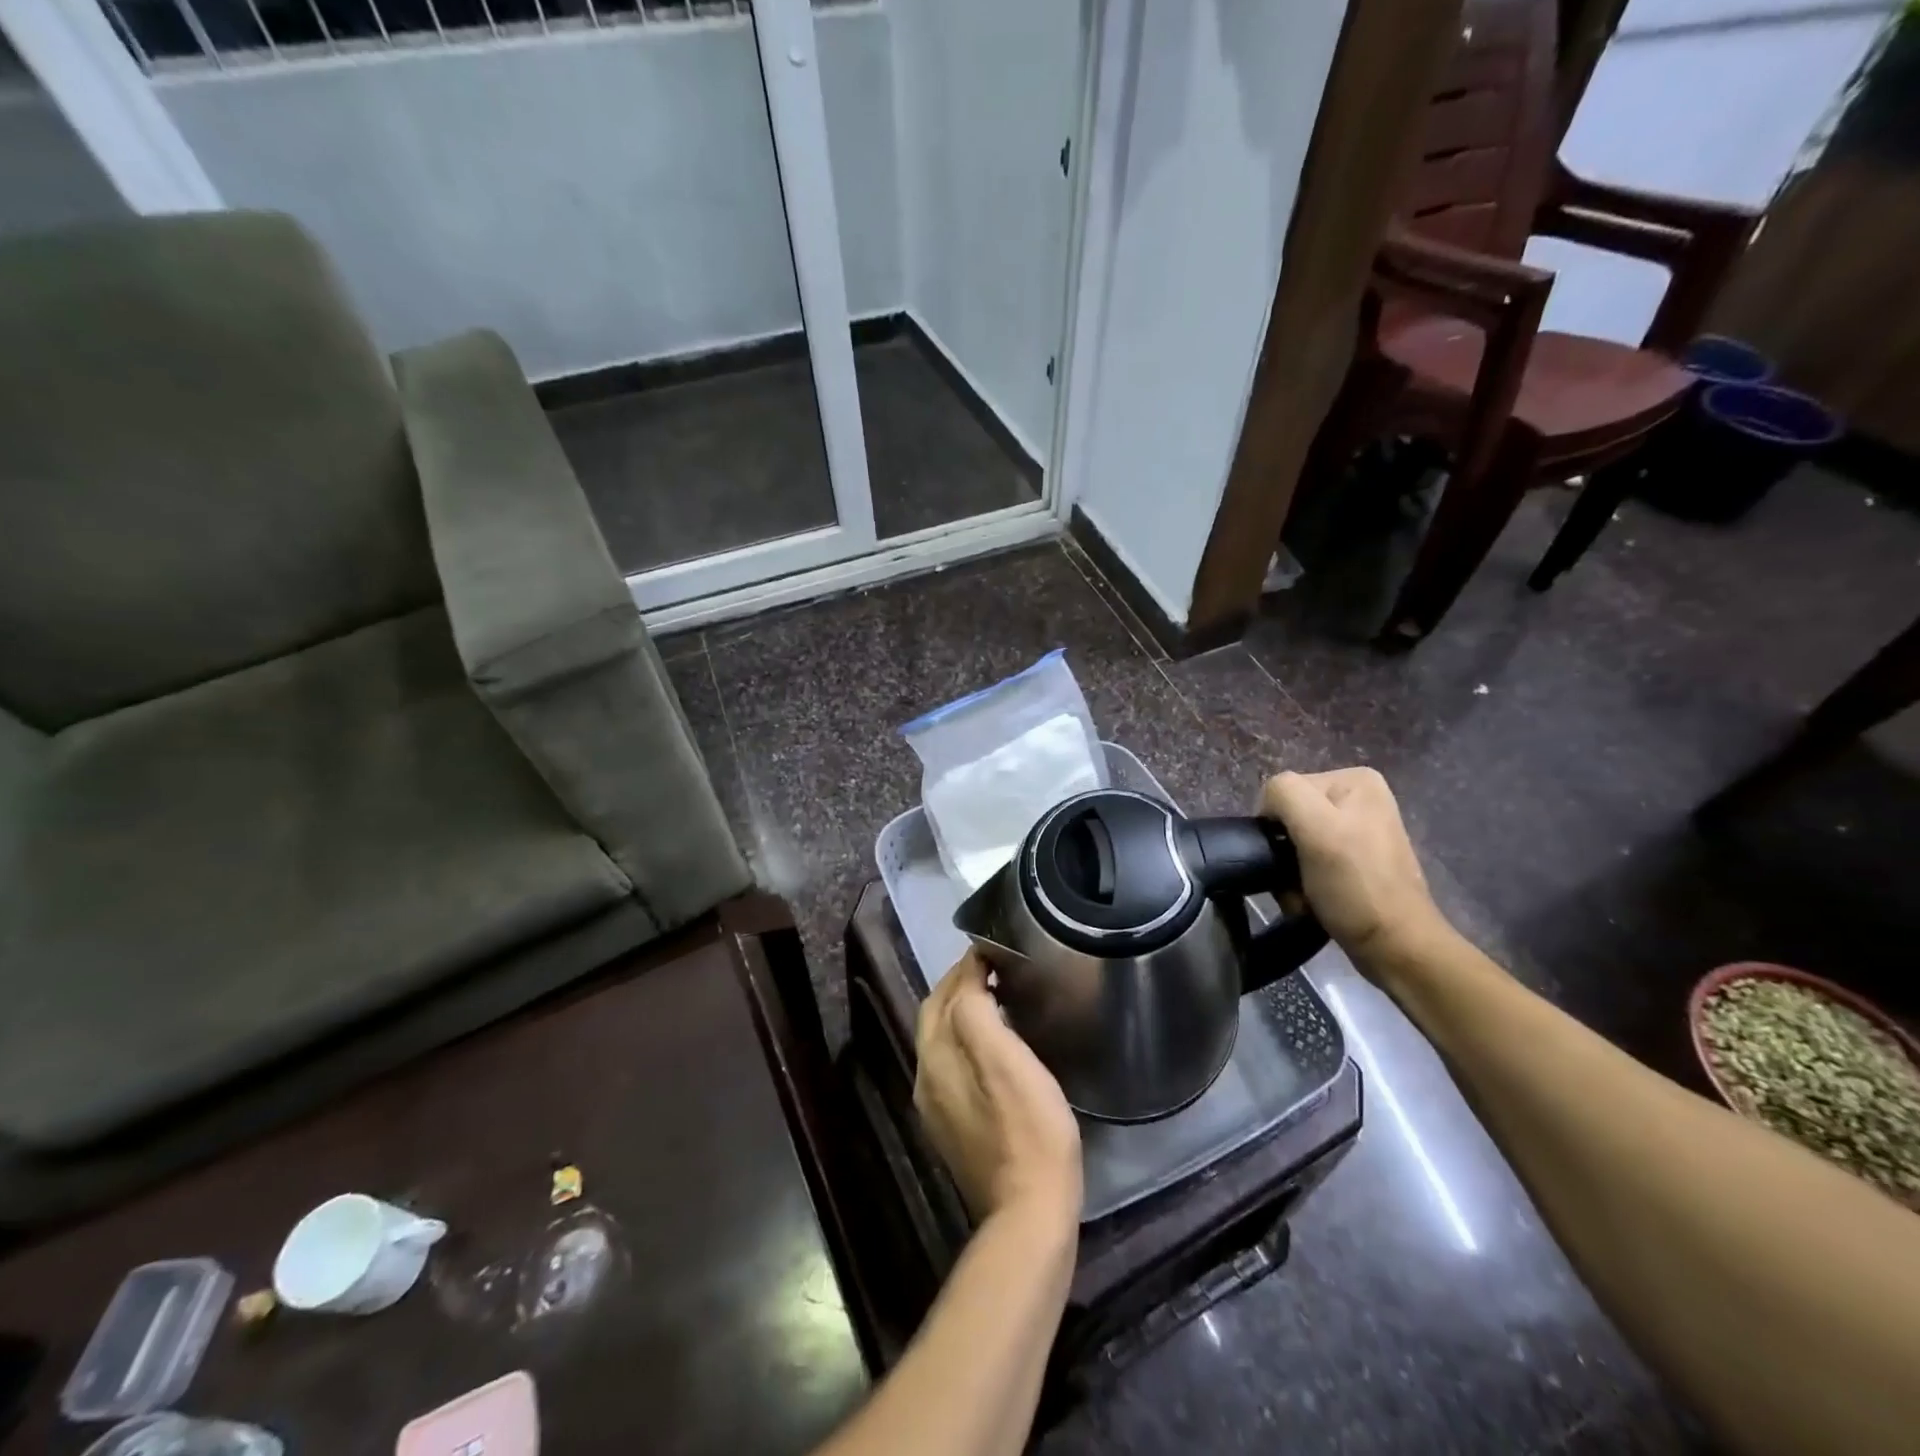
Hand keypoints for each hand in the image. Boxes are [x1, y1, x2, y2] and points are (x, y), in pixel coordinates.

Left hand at [915, 952, 1082, 1228]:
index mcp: (935, 1056)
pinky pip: (954, 1064)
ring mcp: (938, 1106)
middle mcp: (926, 1077)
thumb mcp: (1005, 1058)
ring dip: (964, 1010)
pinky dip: (969, 1038)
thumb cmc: (1027, 1128)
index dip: (967, 966)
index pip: (943, 994)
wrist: (1029, 1212)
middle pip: (937, 1016)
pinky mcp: (955, 1126)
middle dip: (960, 984)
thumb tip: (971, 971)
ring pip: (944, 1040)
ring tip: (998, 994)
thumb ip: (977, 1010)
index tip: (995, 948)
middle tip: (996, 967)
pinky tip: (995, 1041)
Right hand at [1261, 768, 1450, 971]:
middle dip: (1285, 851)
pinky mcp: (1356, 861)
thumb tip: (1268, 807)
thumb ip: (1285, 794)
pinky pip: (1310, 862)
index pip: (1285, 790)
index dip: (1277, 824)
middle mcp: (1359, 798)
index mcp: (1354, 780)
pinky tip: (1312, 900)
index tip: (1290, 857)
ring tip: (1303, 894)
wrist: (1395, 947)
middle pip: (1291, 816)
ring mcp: (1359, 831)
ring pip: (1296, 843)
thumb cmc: (1355, 886)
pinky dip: (1302, 882)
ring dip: (1289, 872)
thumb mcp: (1317, 828)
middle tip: (1295, 880)